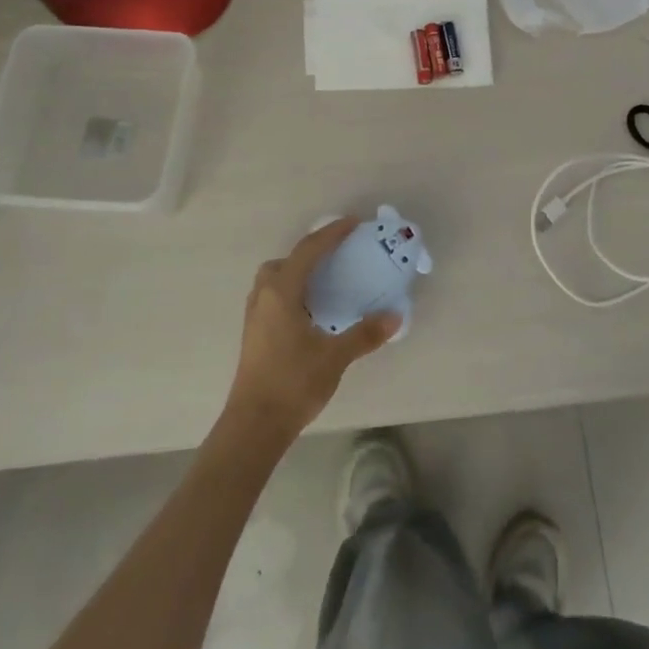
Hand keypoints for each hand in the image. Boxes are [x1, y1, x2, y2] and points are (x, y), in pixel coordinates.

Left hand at [224, 218, 399, 438]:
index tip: (353, 223)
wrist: (254, 425)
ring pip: (274, 279)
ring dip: (297, 272)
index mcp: (282, 292)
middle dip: (310, 252)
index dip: (331, 233)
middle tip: (337, 256)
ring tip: (325, 283)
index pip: (309, 250)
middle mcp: (264, 296)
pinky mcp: (253, 333)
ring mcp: (254, 316)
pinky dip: (291, 291)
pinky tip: (310, 311)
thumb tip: (394, 316)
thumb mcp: (335, 357)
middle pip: (285, 261)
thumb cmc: (293, 383)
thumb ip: (365, 334)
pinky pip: (272, 296)